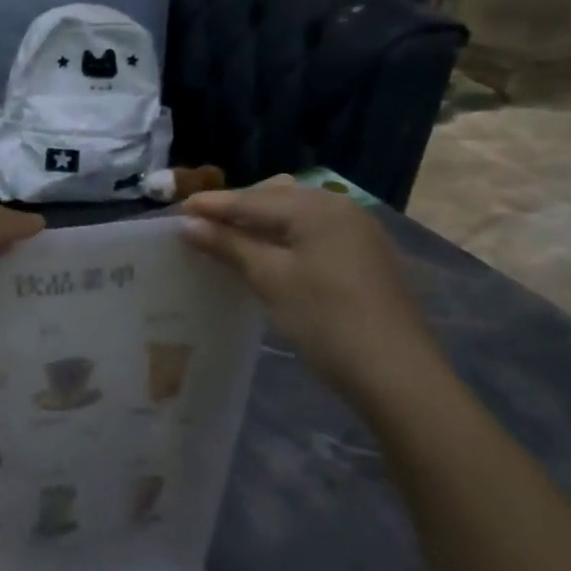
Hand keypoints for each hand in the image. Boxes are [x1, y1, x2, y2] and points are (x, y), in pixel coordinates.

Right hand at [180, 176, 441, 401]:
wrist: (396, 373)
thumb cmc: (324, 319)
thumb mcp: (269, 278)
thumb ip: (228, 245)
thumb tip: (188, 224)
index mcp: (316, 207)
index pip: (250, 199)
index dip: (210, 205)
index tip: (174, 212)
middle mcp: (339, 208)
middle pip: (274, 198)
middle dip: (235, 209)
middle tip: (198, 226)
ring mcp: (356, 231)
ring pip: (294, 214)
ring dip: (259, 222)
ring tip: (226, 239)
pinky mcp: (363, 255)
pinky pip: (312, 231)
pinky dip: (283, 236)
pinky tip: (266, 254)